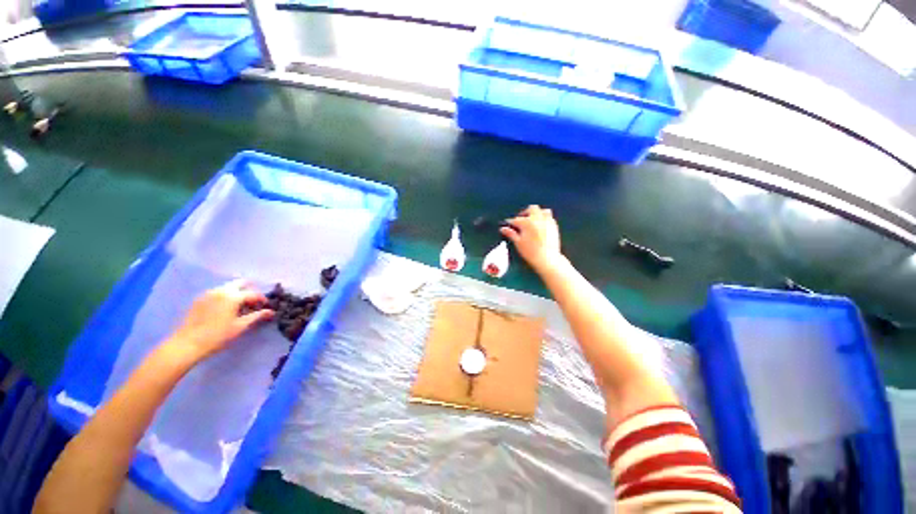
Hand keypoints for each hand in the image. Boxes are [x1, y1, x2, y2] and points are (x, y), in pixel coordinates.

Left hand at [167, 279, 274, 362]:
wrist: (186, 344)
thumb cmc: (217, 336)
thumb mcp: (240, 327)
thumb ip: (256, 316)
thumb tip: (271, 312)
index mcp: (233, 296)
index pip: (253, 293)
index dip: (261, 299)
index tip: (265, 307)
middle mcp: (221, 291)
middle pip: (240, 283)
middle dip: (249, 291)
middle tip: (253, 303)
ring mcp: (208, 294)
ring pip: (228, 287)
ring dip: (237, 293)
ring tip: (239, 307)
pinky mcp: (199, 299)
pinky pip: (217, 293)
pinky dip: (225, 297)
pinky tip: (224, 309)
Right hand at [500, 205, 562, 271]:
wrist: (547, 258)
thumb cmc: (530, 252)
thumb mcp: (518, 243)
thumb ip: (510, 233)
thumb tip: (502, 228)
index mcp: (527, 222)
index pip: (516, 220)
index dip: (510, 222)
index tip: (508, 224)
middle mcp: (537, 219)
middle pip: (531, 209)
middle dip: (525, 212)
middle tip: (521, 219)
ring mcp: (547, 221)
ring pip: (542, 211)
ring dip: (536, 213)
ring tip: (532, 220)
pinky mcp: (554, 226)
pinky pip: (549, 217)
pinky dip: (544, 218)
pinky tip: (541, 225)